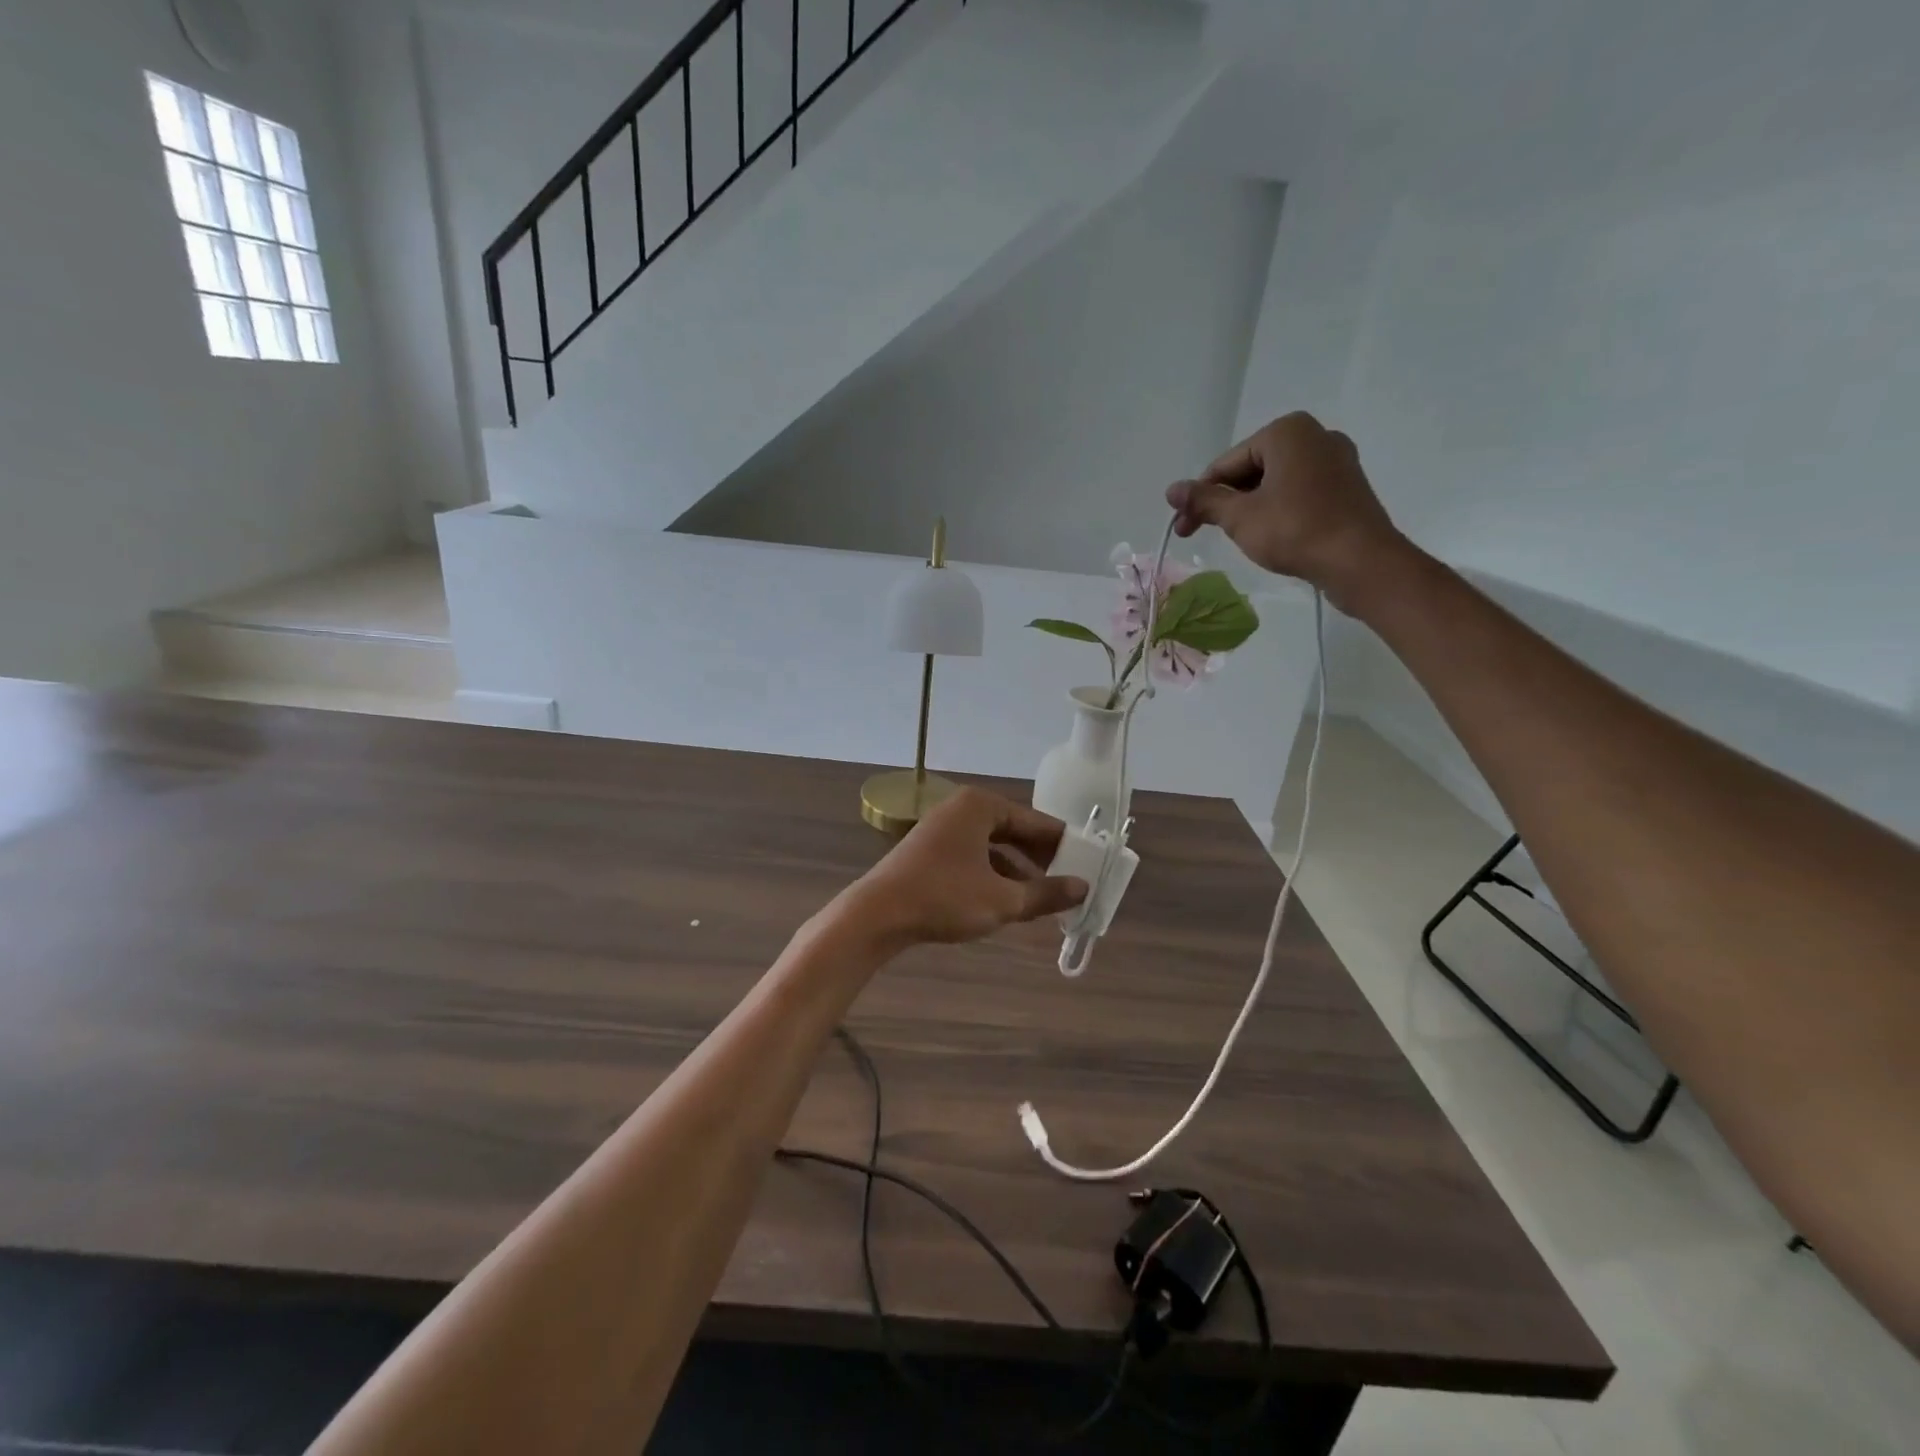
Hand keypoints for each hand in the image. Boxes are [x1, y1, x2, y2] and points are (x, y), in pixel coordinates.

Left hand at [834, 790, 1087, 950]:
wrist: (877, 915)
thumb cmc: (945, 898)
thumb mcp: (1002, 899)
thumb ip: (1046, 893)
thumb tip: (1083, 889)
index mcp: (981, 806)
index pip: (1036, 822)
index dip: (1064, 845)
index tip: (1089, 864)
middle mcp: (962, 809)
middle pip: (1014, 831)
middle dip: (1041, 859)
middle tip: (1070, 882)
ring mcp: (943, 829)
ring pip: (994, 847)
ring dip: (1019, 871)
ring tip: (1046, 897)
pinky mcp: (930, 851)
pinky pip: (974, 857)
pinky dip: (994, 876)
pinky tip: (1010, 901)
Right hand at [1165, 412, 1407, 611]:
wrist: (1360, 561)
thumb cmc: (1294, 530)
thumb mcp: (1239, 517)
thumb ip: (1204, 500)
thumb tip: (1171, 490)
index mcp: (1286, 432)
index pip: (1226, 464)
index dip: (1199, 497)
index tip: (1183, 527)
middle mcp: (1314, 435)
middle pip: (1250, 470)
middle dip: (1224, 501)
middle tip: (1201, 533)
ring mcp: (1335, 460)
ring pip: (1274, 482)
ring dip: (1248, 508)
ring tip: (1237, 537)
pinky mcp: (1346, 486)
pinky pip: (1298, 492)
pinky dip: (1277, 509)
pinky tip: (1270, 534)